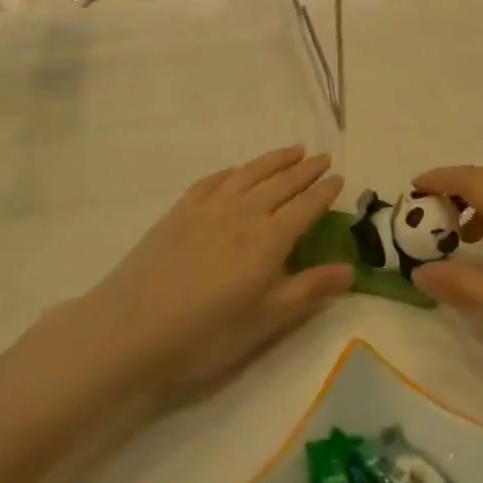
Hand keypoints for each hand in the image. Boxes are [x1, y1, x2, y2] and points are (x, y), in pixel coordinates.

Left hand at [77, 146, 351, 393]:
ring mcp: (209, 207)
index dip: (324, 192)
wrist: (131, 327)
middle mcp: (244, 212)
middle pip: (282, 183)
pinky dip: (233, 171)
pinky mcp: (180, 210)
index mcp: (269, 239)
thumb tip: (351, 269)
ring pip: (250, 173)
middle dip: (306, 169)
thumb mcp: (265, 320)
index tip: (339, 178)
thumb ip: (308, 290)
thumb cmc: (205, 332)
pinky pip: (214, 180)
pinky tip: (237, 170)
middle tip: (323, 157)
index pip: (305, 206)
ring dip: (274, 160)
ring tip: (293, 150)